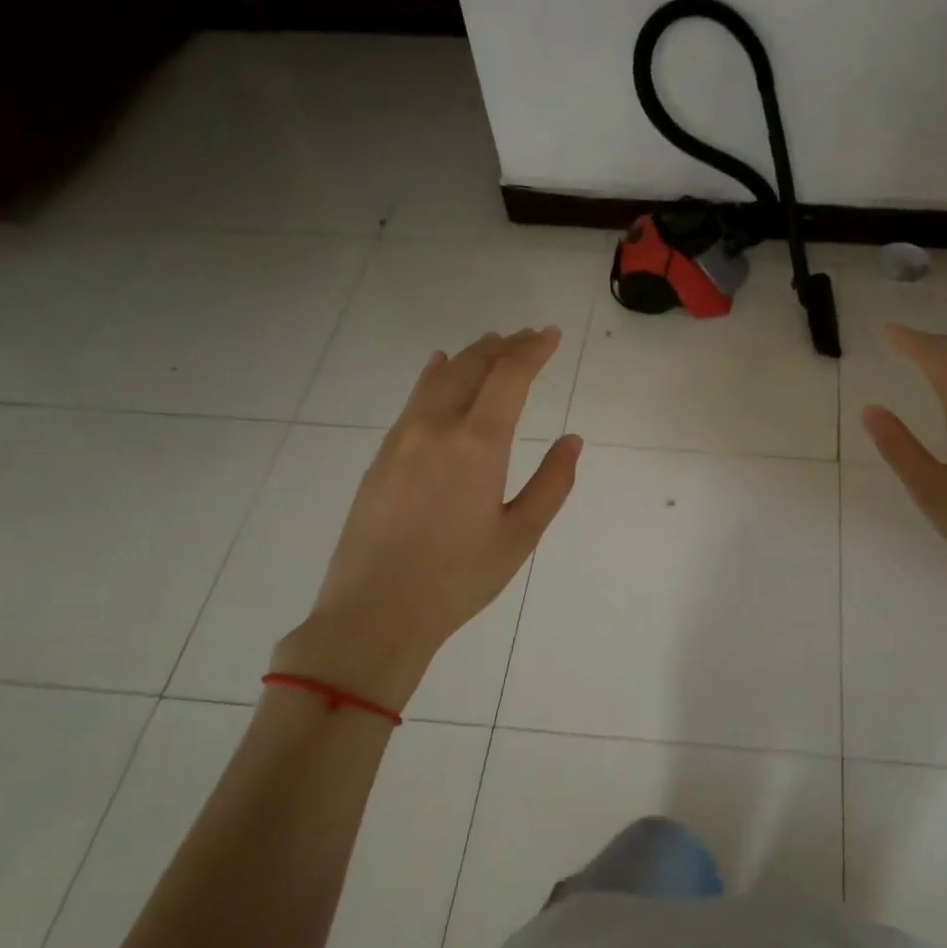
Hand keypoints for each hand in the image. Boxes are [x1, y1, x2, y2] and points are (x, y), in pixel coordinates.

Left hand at [270, 329, 582, 711]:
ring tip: (492, 343)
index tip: (552, 334)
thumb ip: (552, 483)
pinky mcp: (381, 457)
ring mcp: (402, 439)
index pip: (510, 377)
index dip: (533, 351)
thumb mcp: (520, 536)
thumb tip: (573, 441)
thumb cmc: (457, 579)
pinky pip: (414, 400)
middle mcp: (436, 428)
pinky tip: (438, 368)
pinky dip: (434, 376)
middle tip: (529, 336)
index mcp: (477, 444)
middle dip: (505, 347)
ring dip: (470, 356)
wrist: (374, 613)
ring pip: (439, 379)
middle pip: (472, 367)